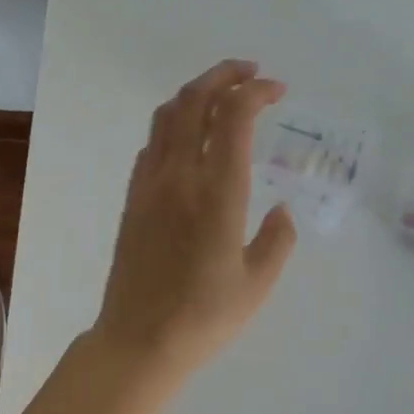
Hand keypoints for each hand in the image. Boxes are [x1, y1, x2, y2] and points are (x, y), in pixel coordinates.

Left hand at [90, 59, 297, 375]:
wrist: (138, 341)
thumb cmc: (203, 317)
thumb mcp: (257, 283)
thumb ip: (277, 240)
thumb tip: (281, 210)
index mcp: (217, 192)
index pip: (233, 117)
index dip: (256, 91)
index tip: (277, 90)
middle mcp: (179, 176)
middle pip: (194, 100)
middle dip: (224, 75)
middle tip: (251, 72)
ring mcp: (150, 184)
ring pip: (167, 115)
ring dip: (196, 93)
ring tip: (222, 94)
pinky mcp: (133, 198)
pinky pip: (152, 144)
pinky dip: (174, 123)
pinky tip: (190, 138)